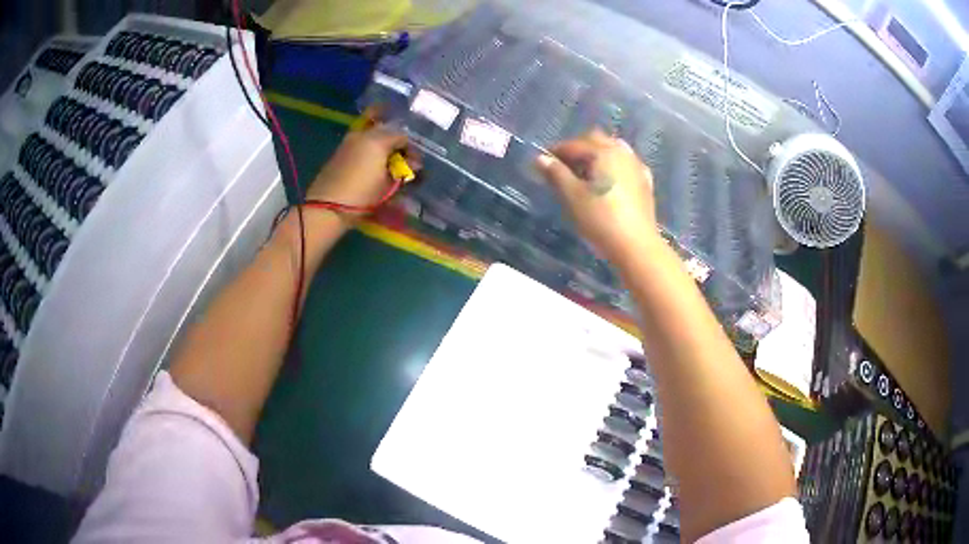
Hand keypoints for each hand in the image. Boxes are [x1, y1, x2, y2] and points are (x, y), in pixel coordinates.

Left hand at [306, 120, 419, 212]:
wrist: (327, 206)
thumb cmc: (362, 196)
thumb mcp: (388, 186)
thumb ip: (403, 171)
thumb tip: (413, 165)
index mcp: (379, 140)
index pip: (403, 136)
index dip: (411, 149)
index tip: (413, 164)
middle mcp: (364, 134)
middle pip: (386, 129)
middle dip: (396, 141)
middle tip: (401, 158)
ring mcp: (349, 140)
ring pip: (372, 132)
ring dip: (382, 142)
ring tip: (387, 160)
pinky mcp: (340, 150)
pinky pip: (361, 141)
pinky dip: (369, 147)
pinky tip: (372, 162)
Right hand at [535, 129, 658, 262]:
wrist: (636, 245)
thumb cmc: (600, 219)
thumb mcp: (572, 196)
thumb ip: (556, 174)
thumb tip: (540, 158)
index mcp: (602, 152)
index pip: (573, 145)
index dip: (555, 152)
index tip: (543, 165)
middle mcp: (621, 152)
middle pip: (595, 140)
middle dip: (578, 149)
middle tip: (564, 168)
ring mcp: (636, 166)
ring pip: (613, 149)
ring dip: (597, 155)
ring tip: (586, 174)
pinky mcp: (645, 182)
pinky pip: (626, 164)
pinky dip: (614, 166)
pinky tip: (609, 180)